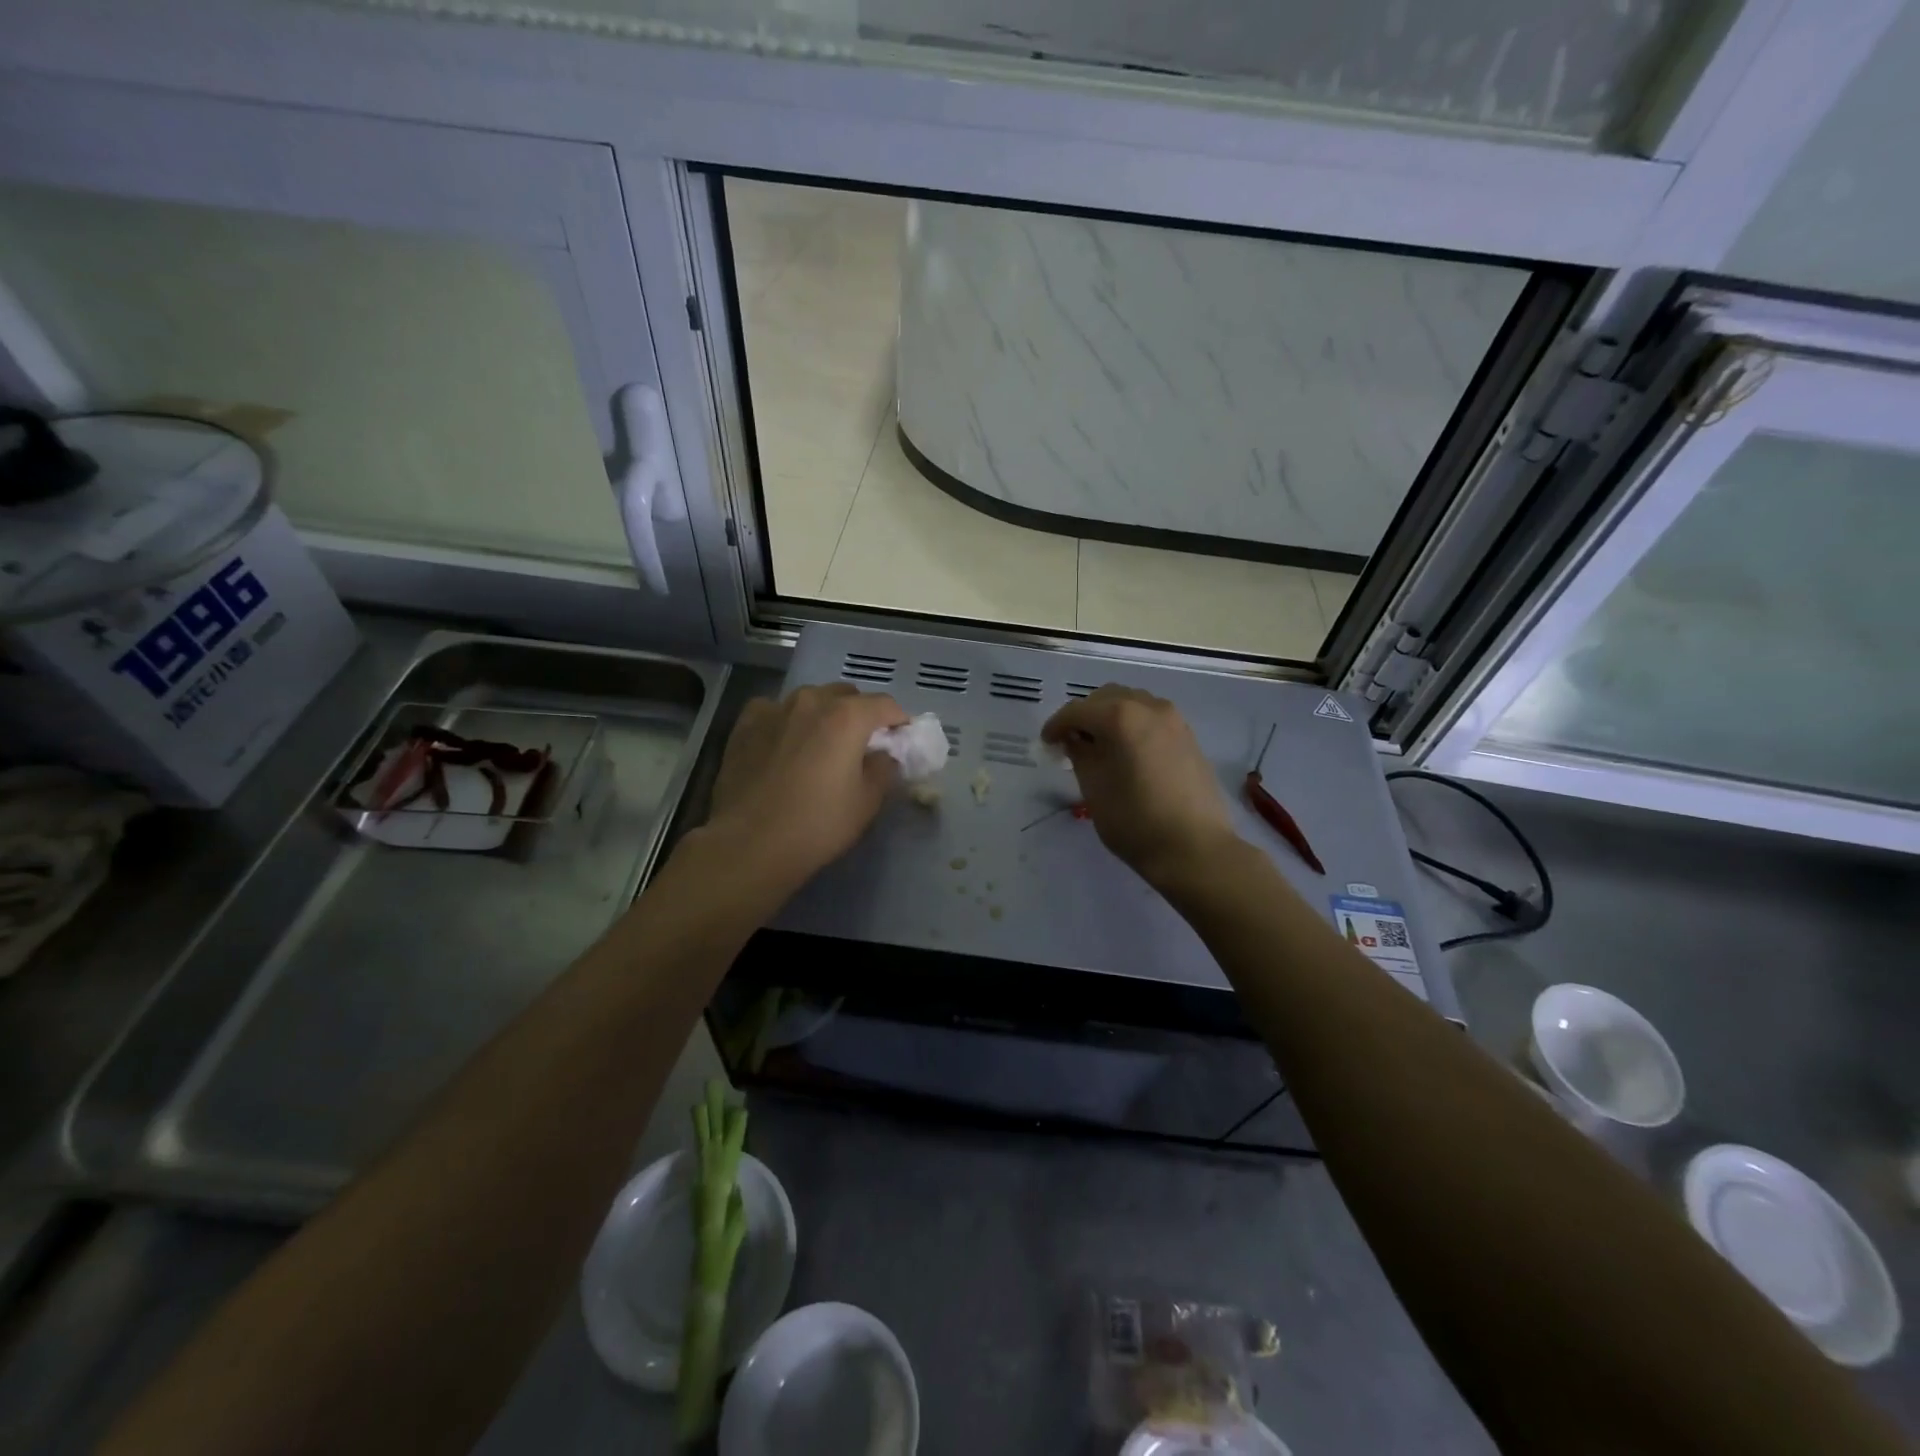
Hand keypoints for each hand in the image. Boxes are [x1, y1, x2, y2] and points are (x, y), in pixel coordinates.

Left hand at [702, 683, 907, 894]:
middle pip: (846, 695)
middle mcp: (812, 702)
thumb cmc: (817, 824)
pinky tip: (784, 743)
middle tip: (861, 744)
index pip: (885, 705)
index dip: (898, 721)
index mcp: (847, 717)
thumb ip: (883, 768)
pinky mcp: (746, 723)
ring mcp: (775, 709)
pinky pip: (775, 710)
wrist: (749, 843)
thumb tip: (883, 755)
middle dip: (859, 714)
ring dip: (823, 714)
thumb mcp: (867, 802)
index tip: (900, 740)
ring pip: (810, 699)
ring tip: (821, 743)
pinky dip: (786, 720)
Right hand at [1041, 685, 1239, 890]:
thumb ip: (1080, 755)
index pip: (1078, 711)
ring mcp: (1173, 720)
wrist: (1195, 848)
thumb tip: (1075, 740)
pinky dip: (1133, 725)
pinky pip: (1152, 718)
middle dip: (1085, 716)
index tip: (1046, 743)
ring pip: (1132, 703)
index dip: (1056, 725)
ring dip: (1110, 717)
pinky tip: (1127, 752)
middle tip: (1071, 742)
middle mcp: (1149, 707)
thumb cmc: (1135, 821)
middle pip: (1106, 698)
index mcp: (1121, 717)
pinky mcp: (1188, 736)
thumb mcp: (1094, 789)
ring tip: (1100, 746)